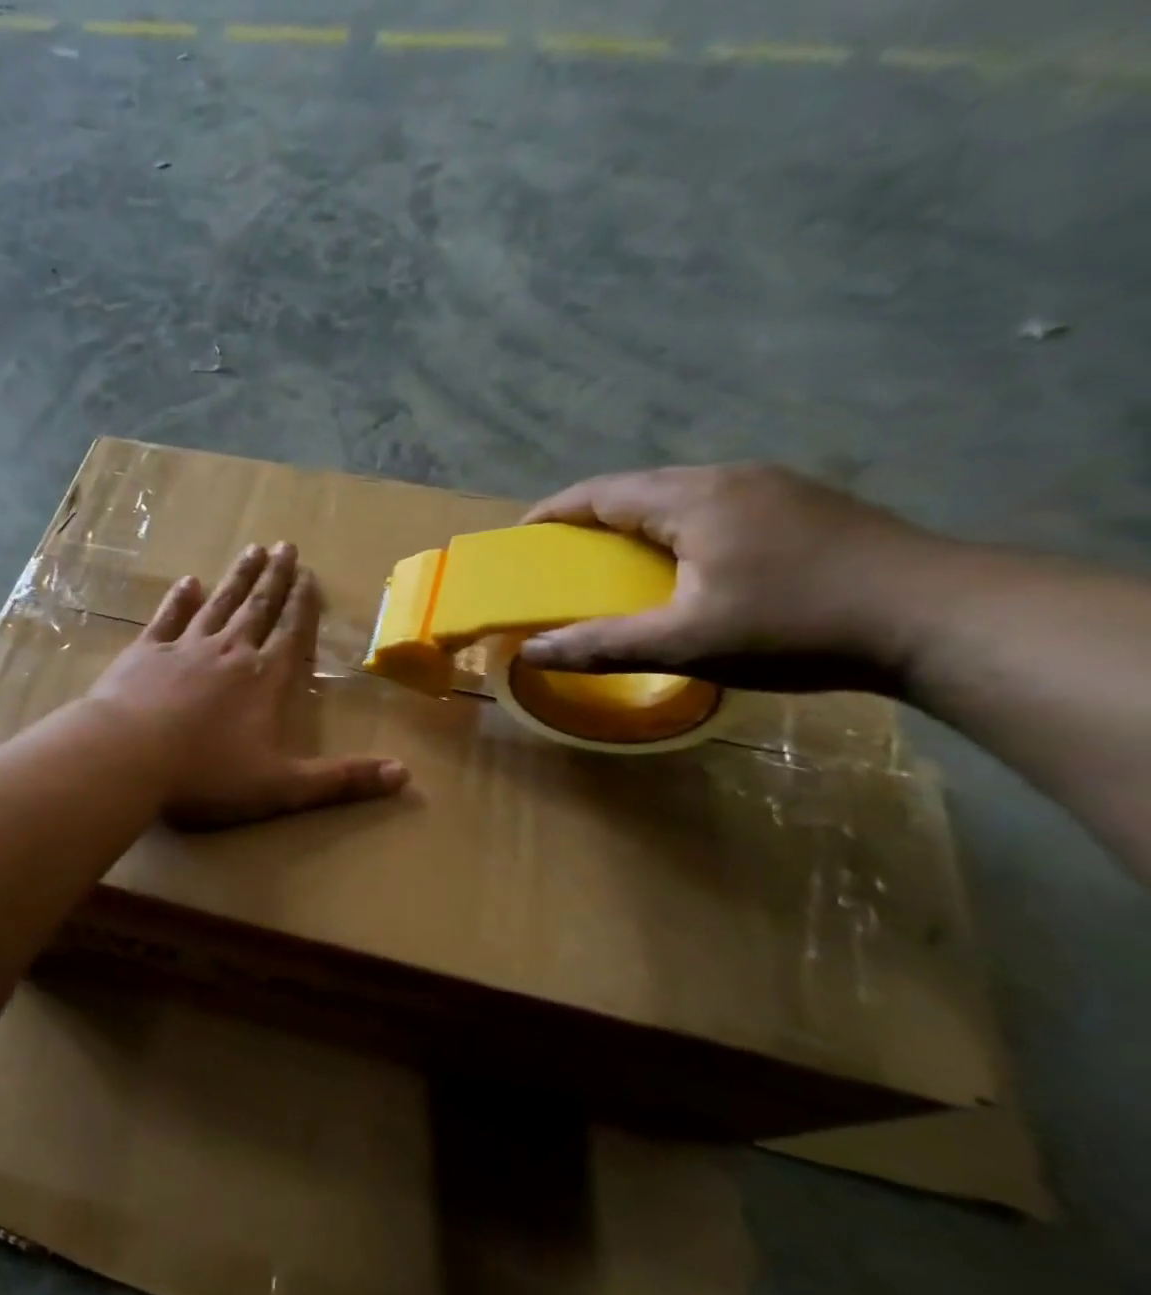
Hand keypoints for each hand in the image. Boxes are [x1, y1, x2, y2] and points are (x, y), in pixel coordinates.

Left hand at [88, 542, 408, 827]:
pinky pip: (167, 618)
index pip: (291, 633)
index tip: (308, 575)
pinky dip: (179, 599)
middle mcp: (228, 652)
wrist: (127, 757)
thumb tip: (404, 776)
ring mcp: (184, 647)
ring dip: (236, 578)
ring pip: (218, 604)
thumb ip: (340, 781)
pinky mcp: (144, 653)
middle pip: (258, 607)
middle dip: (274, 577)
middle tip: (284, 545)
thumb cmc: (206, 774)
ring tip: (251, 550)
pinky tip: (187, 582)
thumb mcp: (281, 786)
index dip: (303, 604)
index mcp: (263, 679)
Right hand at [517, 463, 947, 693]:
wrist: (940, 617)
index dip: (553, 513)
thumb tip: (529, 653)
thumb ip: (600, 645)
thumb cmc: (796, 626)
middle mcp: (731, 477)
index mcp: (694, 499)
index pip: (601, 492)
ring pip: (680, 495)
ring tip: (615, 561)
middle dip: (590, 518)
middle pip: (638, 488)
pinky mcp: (804, 505)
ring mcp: (775, 487)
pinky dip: (676, 528)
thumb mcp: (685, 644)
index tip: (519, 539)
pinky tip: (685, 564)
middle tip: (561, 557)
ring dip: (635, 522)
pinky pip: (715, 506)